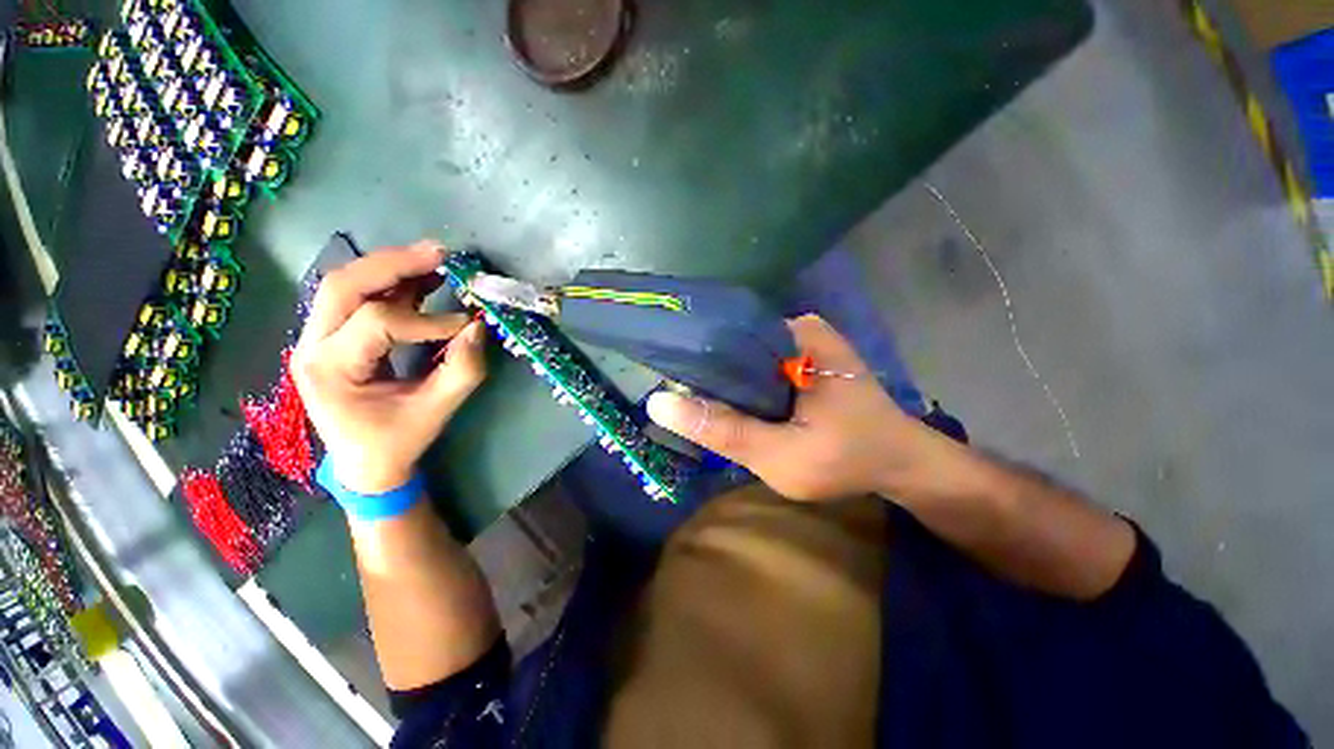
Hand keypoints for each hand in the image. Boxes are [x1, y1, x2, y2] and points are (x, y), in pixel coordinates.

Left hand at [291, 241, 488, 493]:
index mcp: (329, 369)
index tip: (468, 326)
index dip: (429, 320)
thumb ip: (463, 370)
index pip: (378, 323)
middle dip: (395, 265)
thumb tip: (479, 328)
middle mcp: (313, 344)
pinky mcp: (336, 335)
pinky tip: (423, 276)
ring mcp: (319, 336)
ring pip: (348, 284)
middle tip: (440, 254)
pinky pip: (361, 297)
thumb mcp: (435, 412)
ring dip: (393, 267)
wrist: (365, 463)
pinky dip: (394, 282)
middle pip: (345, 285)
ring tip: (434, 257)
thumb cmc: (396, 441)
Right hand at [647, 314, 943, 501]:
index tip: (664, 381)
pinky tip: (724, 403)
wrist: (899, 462)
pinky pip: (755, 368)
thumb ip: (726, 431)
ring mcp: (800, 343)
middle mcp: (795, 328)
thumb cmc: (849, 459)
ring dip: (720, 381)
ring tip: (691, 401)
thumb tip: (659, 404)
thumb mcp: (783, 456)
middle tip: (676, 399)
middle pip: (730, 347)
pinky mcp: (801, 360)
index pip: (722, 337)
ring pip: (741, 359)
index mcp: (794, 335)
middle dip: (704, 373)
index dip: (689, 360)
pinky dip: (738, 386)